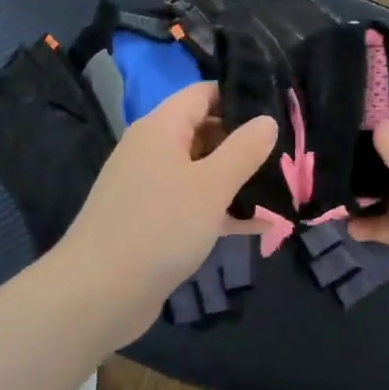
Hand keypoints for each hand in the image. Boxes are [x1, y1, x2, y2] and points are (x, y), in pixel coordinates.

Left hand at [54, 82, 276, 332]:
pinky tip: (262, 227)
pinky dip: (223, 212)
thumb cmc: (159, 227)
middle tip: (289, 153)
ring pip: (202, 172)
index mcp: (160, 129)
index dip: (239, 96)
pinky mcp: (154, 223)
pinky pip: (195, 206)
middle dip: (244, 142)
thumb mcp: (211, 186)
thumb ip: (243, 150)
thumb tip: (267, 120)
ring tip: (283, 187)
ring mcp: (151, 189)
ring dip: (238, 180)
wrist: (99, 295)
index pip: (202, 94)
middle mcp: (152, 151)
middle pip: (204, 131)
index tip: (279, 108)